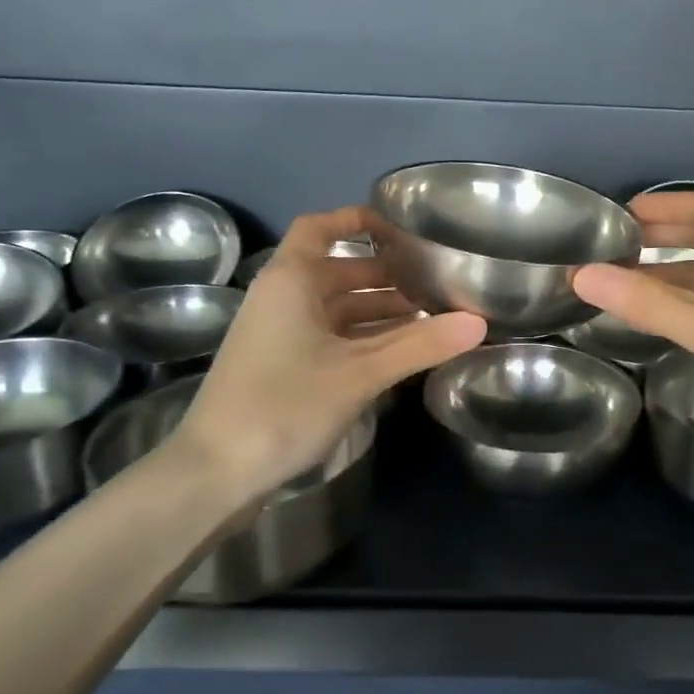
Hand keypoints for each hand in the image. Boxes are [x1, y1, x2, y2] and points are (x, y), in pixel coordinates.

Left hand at [168, 207, 485, 504]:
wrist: (215, 472)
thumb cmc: (285, 405)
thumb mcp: (360, 373)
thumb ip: (420, 345)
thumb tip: (479, 322)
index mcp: (290, 280)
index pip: (319, 227)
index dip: (356, 220)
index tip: (401, 230)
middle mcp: (281, 297)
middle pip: (336, 270)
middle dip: (384, 274)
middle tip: (433, 283)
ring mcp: (278, 334)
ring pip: (335, 308)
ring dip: (377, 310)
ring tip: (428, 319)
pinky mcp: (280, 366)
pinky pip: (328, 336)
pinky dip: (361, 337)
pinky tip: (397, 353)